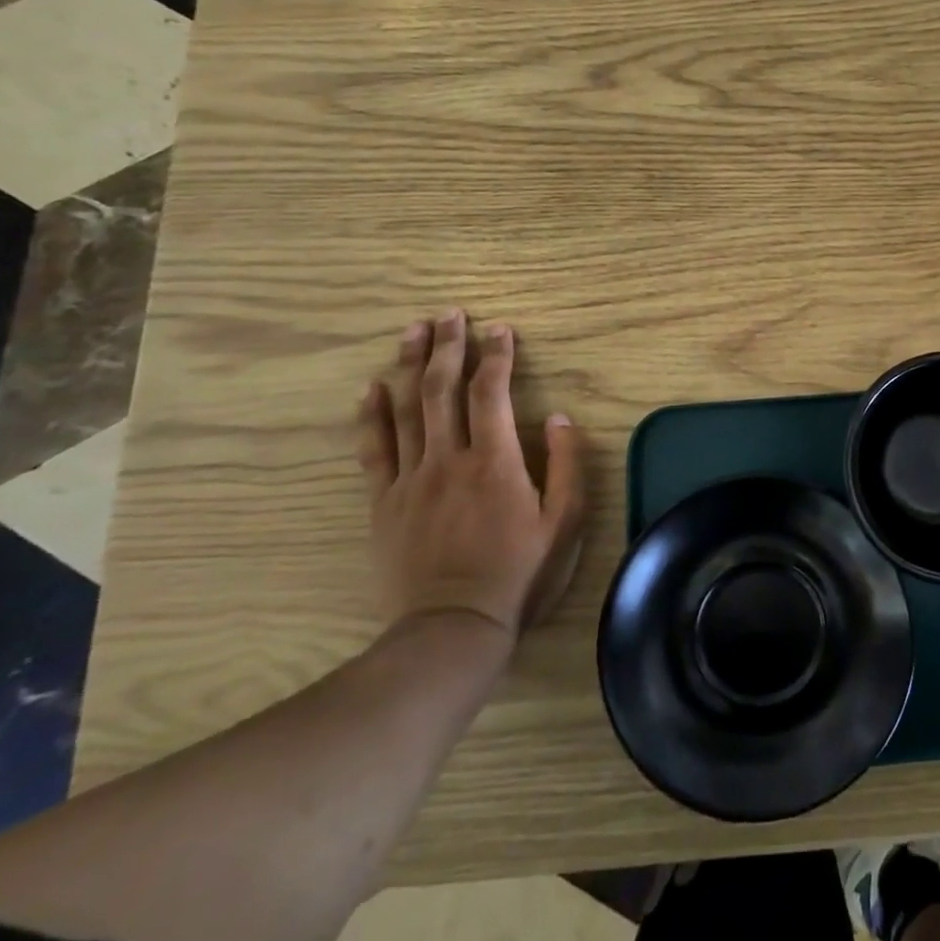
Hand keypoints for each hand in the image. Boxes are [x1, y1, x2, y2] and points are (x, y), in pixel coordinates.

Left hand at [357, 311, 587, 638]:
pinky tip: (372, 387)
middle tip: (450, 313)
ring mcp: (411, 479)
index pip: (492, 392)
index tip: (500, 328)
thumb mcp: (564, 522)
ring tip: (414, 330)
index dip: (497, 355)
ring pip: (407, 409)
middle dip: (449, 346)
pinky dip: (372, 415)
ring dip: (411, 365)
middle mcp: (449, 459)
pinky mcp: (384, 502)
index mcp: (496, 461)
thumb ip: (567, 464)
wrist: (453, 627)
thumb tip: (558, 417)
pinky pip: (374, 450)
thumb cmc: (518, 572)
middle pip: (443, 389)